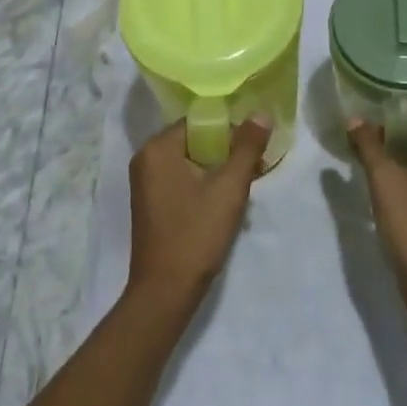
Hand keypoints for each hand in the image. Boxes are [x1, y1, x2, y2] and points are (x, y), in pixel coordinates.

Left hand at [127, 116, 270, 308]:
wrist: (165, 292)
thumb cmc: (196, 234)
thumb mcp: (229, 188)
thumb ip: (247, 147)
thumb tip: (262, 113)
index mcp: (157, 148)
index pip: (199, 122)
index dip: (230, 131)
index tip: (254, 149)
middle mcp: (145, 159)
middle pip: (194, 141)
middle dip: (226, 152)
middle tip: (255, 169)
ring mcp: (145, 182)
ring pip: (190, 162)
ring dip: (217, 171)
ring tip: (243, 188)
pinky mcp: (150, 203)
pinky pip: (181, 179)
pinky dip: (203, 184)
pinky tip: (223, 203)